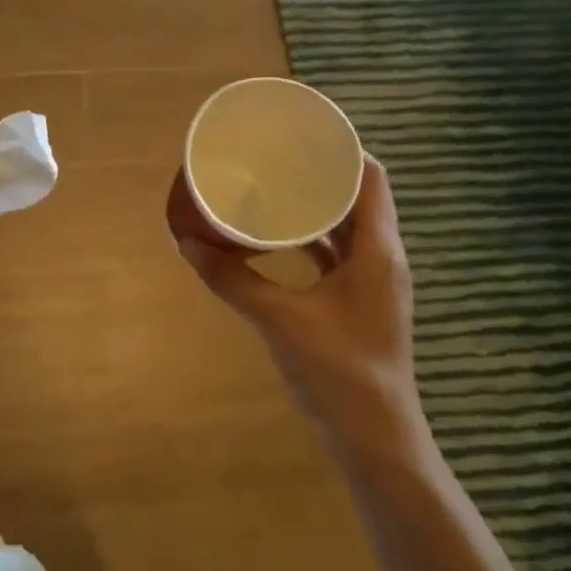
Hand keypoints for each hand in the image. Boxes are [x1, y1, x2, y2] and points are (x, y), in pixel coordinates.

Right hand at [168, 156, 422, 435]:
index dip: (341, 149)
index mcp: (378, 250)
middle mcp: (383, 259)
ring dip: (316, 210)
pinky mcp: (360, 306)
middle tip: (275, 159)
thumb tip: (188, 244)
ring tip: (274, 191)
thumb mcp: (278, 319)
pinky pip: (338, 258)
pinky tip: (280, 243)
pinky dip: (312, 243)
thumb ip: (233, 280)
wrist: (375, 436)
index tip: (301, 134)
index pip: (371, 178)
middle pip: (358, 200)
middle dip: (320, 176)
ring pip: (348, 230)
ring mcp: (374, 285)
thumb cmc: (337, 370)